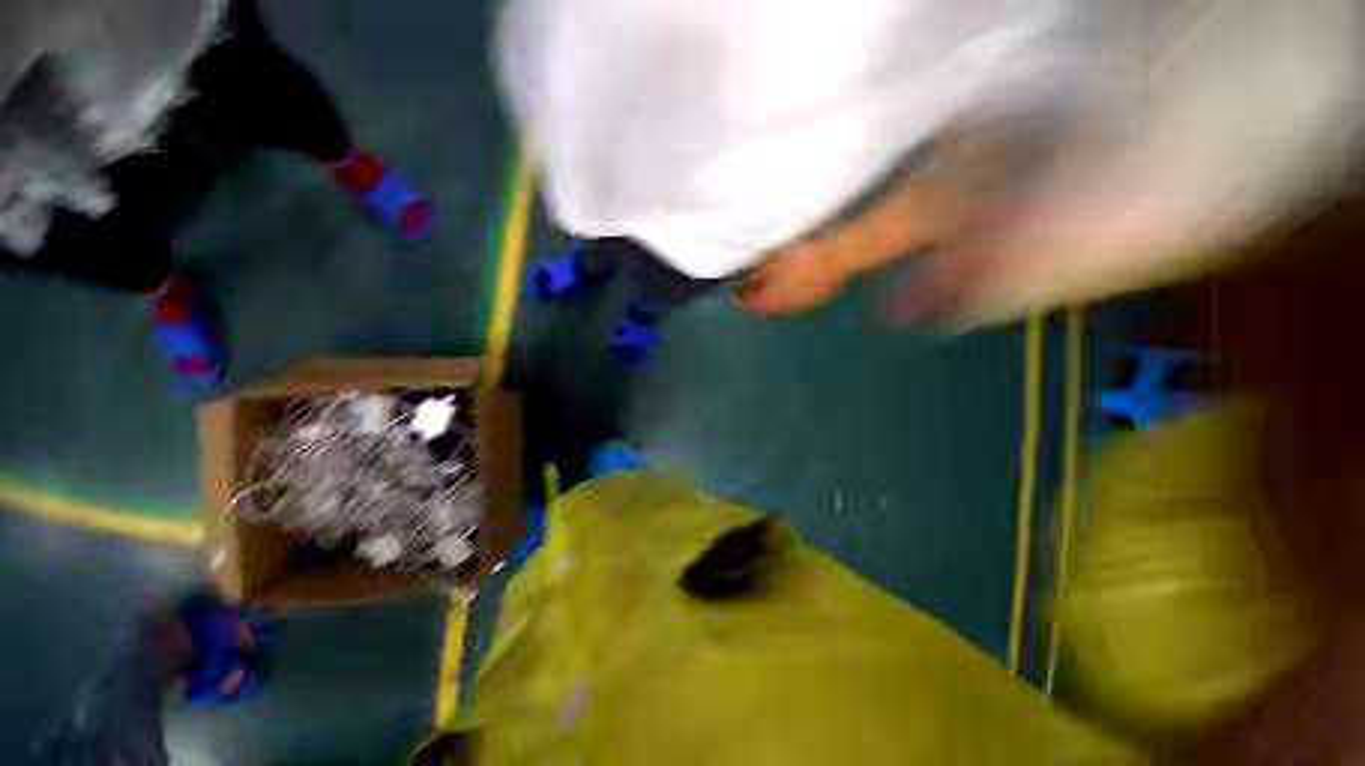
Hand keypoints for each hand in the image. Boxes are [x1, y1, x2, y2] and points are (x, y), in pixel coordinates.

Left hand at [734, 238, 852, 315]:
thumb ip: (754, 276)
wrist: (835, 260)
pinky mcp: (813, 304)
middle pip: (763, 309)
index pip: (747, 305)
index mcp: (768, 301)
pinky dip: (788, 298)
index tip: (736, 290)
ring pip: (779, 309)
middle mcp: (782, 310)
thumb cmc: (799, 258)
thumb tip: (740, 284)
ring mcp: (799, 309)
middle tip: (752, 287)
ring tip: (772, 287)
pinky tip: (791, 287)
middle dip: (756, 300)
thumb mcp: (771, 263)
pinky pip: (794, 305)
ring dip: (772, 300)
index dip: (739, 298)